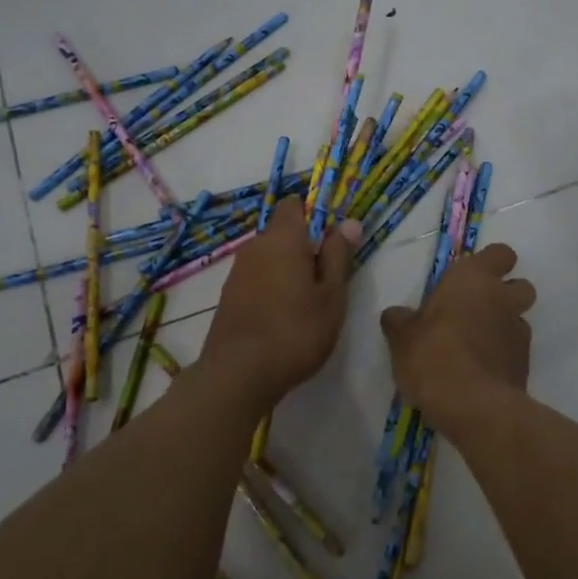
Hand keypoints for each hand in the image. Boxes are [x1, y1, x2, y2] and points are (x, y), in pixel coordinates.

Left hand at [202, 198, 358, 403]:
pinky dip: (271, 287)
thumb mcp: (331, 296)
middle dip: (305, 247)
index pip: (294, 204)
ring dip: (288, 269)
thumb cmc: (296, 331)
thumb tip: (349, 223)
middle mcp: (255, 247)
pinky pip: (256, 278)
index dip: (314, 214)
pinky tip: (283, 317)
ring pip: (269, 257)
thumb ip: (338, 256)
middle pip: (282, 232)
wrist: (238, 374)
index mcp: (283, 238)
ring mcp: (237, 272)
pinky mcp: (228, 296)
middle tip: (327, 280)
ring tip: (307, 303)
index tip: (332, 241)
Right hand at [380, 243, 535, 420]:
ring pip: (519, 319)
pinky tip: (481, 371)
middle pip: (520, 285)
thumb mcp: (401, 338)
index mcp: (473, 279)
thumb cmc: (433, 356)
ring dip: (504, 326)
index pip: (500, 253)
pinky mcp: (526, 364)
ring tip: (477, 345)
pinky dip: (503, 355)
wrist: (474, 406)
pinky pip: (516, 350)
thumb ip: (399, 321)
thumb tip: (395, 315)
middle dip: (505, 294)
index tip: (470, 279)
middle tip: (475, 310)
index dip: (490, 264)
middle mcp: (502, 299)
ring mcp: (519, 332)